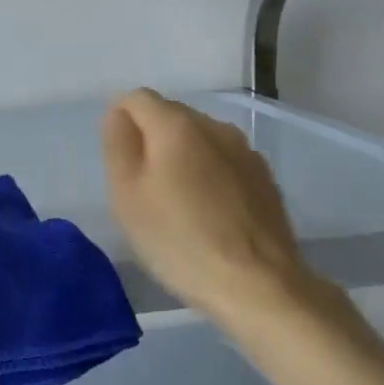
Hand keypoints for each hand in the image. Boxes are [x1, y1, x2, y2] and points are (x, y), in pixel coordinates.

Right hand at [101, 89, 352, 332]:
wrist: (259, 285)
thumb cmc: (180, 240)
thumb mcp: (127, 195)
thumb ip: (118, 145)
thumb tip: (118, 114)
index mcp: (177, 124)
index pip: (136, 98)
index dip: (120, 123)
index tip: (119, 164)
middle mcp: (215, 126)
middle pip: (170, 116)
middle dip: (151, 141)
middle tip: (142, 190)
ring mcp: (246, 151)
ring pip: (200, 140)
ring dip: (182, 159)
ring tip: (177, 205)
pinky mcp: (265, 179)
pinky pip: (224, 164)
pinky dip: (209, 177)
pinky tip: (209, 216)